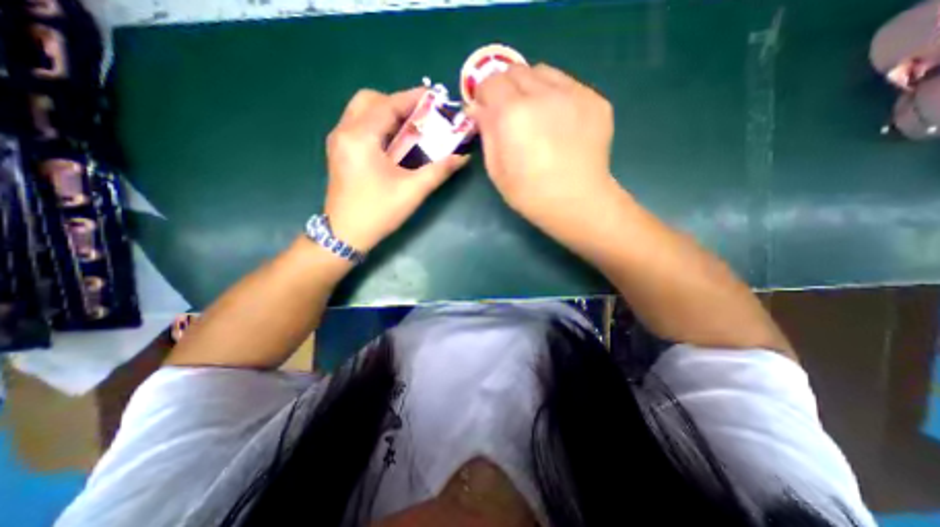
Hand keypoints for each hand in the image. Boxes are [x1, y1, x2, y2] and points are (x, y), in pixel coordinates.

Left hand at [325, 88, 466, 252]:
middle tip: (419, 119)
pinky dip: (378, 126)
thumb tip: (462, 157)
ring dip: (387, 114)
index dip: (413, 98)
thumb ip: (439, 170)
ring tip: (410, 130)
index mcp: (360, 136)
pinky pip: (359, 126)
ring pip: (362, 112)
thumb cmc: (378, 212)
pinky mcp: (339, 152)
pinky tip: (393, 143)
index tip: (434, 97)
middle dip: (397, 104)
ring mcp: (338, 141)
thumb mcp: (413, 191)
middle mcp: (344, 131)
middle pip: (370, 100)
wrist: (345, 235)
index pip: (388, 105)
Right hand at [468, 63, 617, 229]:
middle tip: (509, 112)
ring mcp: (573, 93)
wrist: (576, 202)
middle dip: (505, 88)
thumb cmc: (530, 193)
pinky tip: (559, 121)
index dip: (484, 95)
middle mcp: (542, 94)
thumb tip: (478, 108)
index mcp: (512, 113)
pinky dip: (556, 95)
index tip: (486, 110)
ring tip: (535, 113)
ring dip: (531, 86)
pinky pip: (568, 84)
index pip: (490, 82)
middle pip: (515, 70)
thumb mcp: (496, 169)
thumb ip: (486, 132)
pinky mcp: (595, 100)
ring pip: (543, 72)